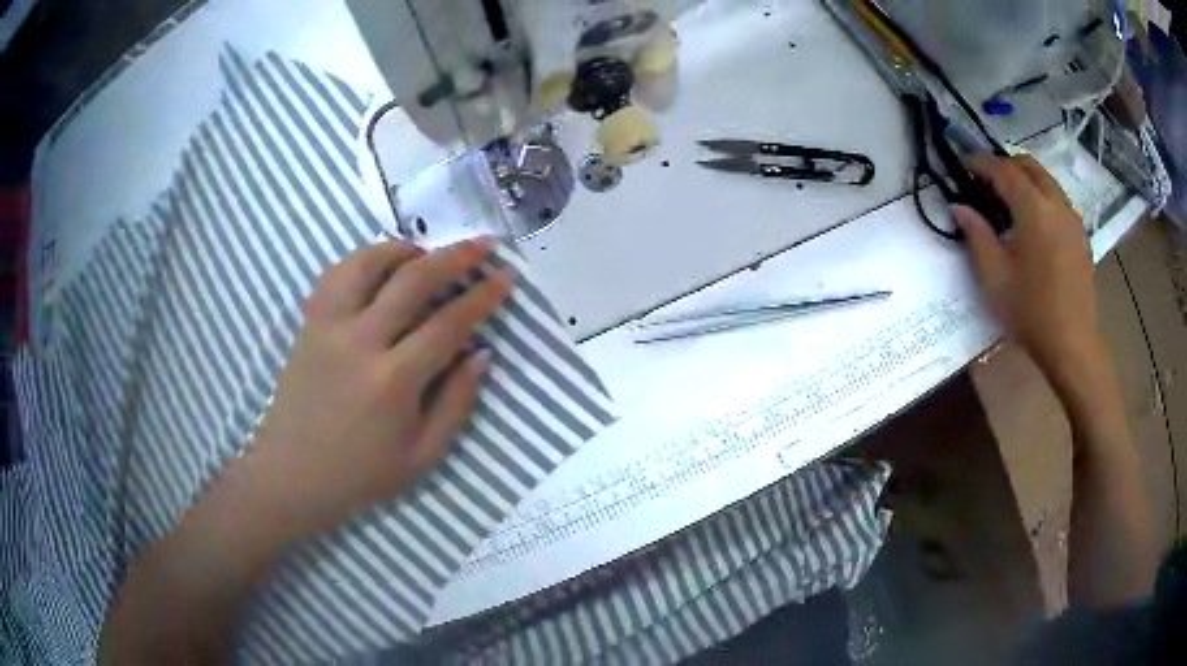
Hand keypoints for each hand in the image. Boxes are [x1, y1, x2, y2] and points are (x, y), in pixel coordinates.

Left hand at [243, 237, 512, 540]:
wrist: (293, 475)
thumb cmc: (362, 474)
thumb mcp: (423, 456)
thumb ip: (456, 403)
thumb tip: (481, 354)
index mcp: (394, 381)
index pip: (448, 324)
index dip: (482, 297)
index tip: (505, 277)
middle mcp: (360, 342)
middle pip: (413, 280)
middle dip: (455, 256)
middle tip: (483, 244)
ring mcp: (329, 327)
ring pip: (368, 263)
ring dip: (404, 250)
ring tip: (426, 254)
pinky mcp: (309, 324)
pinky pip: (336, 275)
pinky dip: (363, 261)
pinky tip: (380, 269)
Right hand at [953, 155, 1103, 384]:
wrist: (1072, 345)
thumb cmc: (1031, 313)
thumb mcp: (994, 278)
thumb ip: (976, 235)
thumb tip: (958, 206)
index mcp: (1034, 209)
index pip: (1003, 170)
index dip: (981, 162)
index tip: (964, 164)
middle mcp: (1056, 204)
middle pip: (1029, 166)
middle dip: (1005, 165)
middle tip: (987, 181)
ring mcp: (1072, 219)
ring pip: (1046, 180)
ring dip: (1025, 180)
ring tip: (1010, 202)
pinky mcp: (1081, 236)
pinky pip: (1059, 201)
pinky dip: (1042, 198)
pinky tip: (1034, 224)